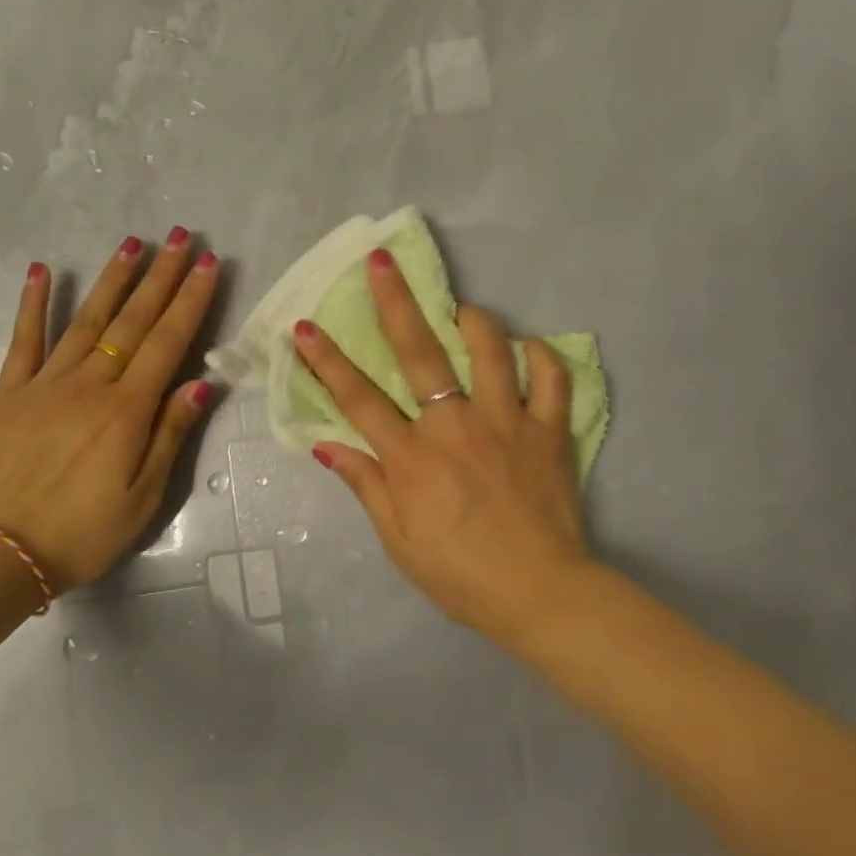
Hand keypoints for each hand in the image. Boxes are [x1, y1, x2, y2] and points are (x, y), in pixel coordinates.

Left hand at [0, 230, 220, 593]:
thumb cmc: (82, 533)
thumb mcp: (143, 497)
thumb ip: (171, 435)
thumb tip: (202, 384)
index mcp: (127, 411)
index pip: (168, 342)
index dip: (191, 301)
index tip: (208, 264)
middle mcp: (90, 384)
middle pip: (133, 320)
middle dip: (162, 276)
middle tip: (182, 237)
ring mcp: (46, 383)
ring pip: (87, 319)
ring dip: (113, 278)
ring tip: (134, 243)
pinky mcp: (11, 392)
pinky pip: (25, 339)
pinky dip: (33, 303)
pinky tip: (41, 271)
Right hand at [293, 249, 590, 640]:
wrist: (540, 593)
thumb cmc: (461, 574)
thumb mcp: (399, 540)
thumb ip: (365, 485)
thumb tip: (326, 444)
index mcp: (412, 457)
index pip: (359, 399)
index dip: (327, 361)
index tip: (303, 326)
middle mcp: (456, 426)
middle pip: (420, 353)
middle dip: (395, 303)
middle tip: (382, 262)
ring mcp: (507, 422)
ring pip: (491, 350)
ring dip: (474, 320)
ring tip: (461, 308)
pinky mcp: (549, 430)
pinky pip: (551, 378)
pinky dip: (542, 355)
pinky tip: (530, 346)